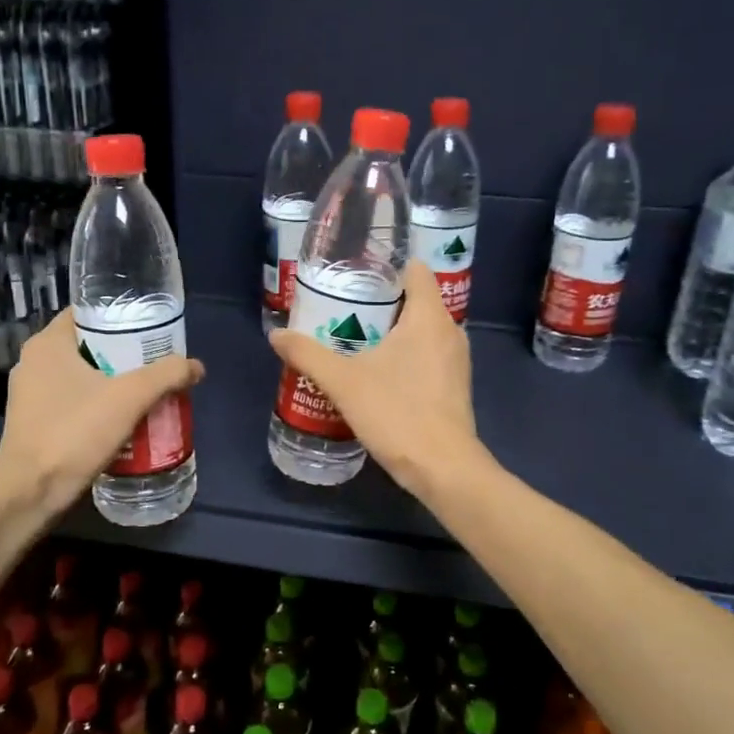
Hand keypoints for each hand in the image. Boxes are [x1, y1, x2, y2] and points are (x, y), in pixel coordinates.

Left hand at [0, 311, 203, 516]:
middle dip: (122, 354)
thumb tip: (196, 366)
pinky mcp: (32, 424)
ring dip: (110, 383)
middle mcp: (33, 363)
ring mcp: (29, 396)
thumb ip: (166, 375)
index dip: (119, 316)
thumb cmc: (74, 431)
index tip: (148, 328)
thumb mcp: (130, 398)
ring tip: (145, 392)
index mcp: (47, 344)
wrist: (30, 492)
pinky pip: (71, 404)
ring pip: (80, 378)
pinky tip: (122, 422)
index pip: (86, 313)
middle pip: (87, 346)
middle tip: (155, 362)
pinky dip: (96, 407)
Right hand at [268, 260, 486, 499]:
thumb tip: (276, 334)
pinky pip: (428, 353)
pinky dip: (405, 352)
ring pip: (422, 329)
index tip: (355, 271)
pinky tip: (377, 370)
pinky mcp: (455, 385)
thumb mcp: (343, 382)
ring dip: (392, 328)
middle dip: (381, 299)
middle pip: (416, 298)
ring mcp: (456, 360)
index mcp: (429, 317)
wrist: (443, 469)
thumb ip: (308, 354)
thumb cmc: (397, 413)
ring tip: (354, 334)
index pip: (415, 269)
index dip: (386, 264)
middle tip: (342, 304)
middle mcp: (450, 331)